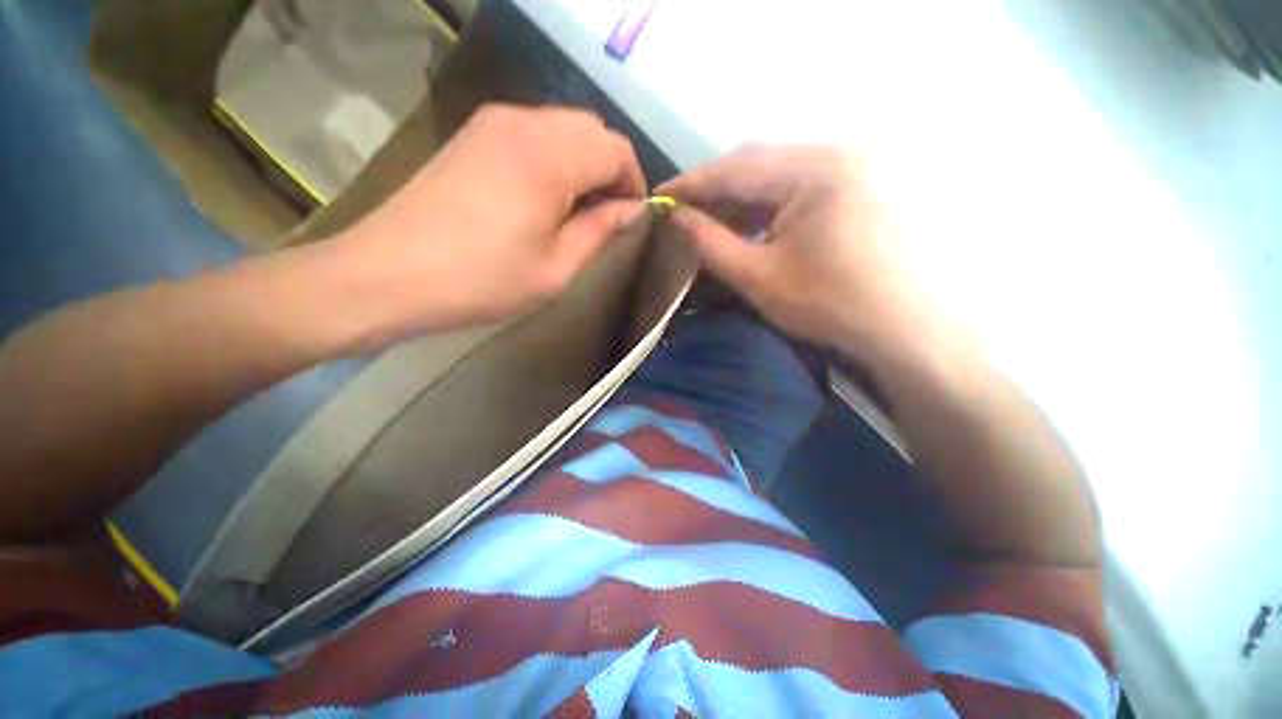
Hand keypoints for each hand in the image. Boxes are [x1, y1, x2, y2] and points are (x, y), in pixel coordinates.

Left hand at [336, 104, 646, 337]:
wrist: (390, 274)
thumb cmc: (484, 280)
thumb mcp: (557, 267)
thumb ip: (601, 231)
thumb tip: (632, 211)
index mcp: (549, 155)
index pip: (616, 148)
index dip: (634, 183)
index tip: (632, 218)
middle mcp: (523, 122)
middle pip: (591, 130)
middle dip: (611, 171)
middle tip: (607, 217)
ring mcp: (493, 123)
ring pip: (563, 128)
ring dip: (583, 164)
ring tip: (578, 211)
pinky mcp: (474, 135)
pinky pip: (533, 134)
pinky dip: (555, 159)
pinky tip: (545, 197)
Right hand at [659, 145, 928, 363]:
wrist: (910, 328)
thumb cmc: (831, 305)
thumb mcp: (759, 278)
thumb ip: (712, 244)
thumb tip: (676, 218)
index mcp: (813, 170)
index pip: (735, 167)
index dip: (691, 183)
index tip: (660, 198)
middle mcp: (837, 153)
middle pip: (759, 162)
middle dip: (716, 188)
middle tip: (686, 212)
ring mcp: (856, 166)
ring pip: (781, 172)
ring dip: (744, 196)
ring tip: (717, 221)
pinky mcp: (864, 184)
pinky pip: (804, 184)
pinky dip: (772, 202)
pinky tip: (757, 225)